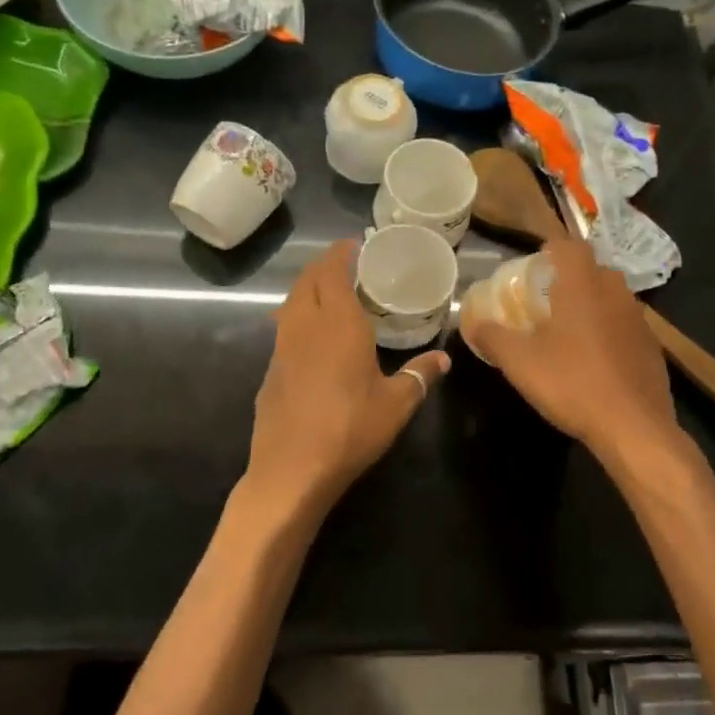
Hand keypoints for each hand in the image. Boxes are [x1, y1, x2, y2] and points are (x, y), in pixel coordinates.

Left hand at [243, 241, 448, 525]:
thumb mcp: (397, 404)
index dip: (340, 254)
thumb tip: (444, 359)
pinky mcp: (270, 370)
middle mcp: (306, 326)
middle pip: (307, 281)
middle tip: (344, 264)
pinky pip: (283, 328)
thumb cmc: (351, 429)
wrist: (292, 470)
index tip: (352, 245)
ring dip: (306, 288)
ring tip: (328, 293)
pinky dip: (297, 316)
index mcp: (339, 324)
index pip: (332, 272)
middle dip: (322, 265)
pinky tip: (311, 335)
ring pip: (290, 302)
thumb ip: (419, 376)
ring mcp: (282, 348)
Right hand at [462, 239, 677, 463]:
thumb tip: (472, 322)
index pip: (570, 245)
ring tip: (569, 327)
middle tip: (547, 296)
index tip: (536, 260)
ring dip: (592, 303)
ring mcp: (639, 320)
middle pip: (593, 269)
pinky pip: (626, 325)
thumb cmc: (572, 383)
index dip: (552, 247)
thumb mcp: (519, 362)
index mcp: (583, 285)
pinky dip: (610, 331)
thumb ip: (492, 337)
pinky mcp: (652, 347)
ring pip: (613, 297)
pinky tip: (596, 358)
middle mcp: (616, 292)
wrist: (634, 427)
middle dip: (571, 276)